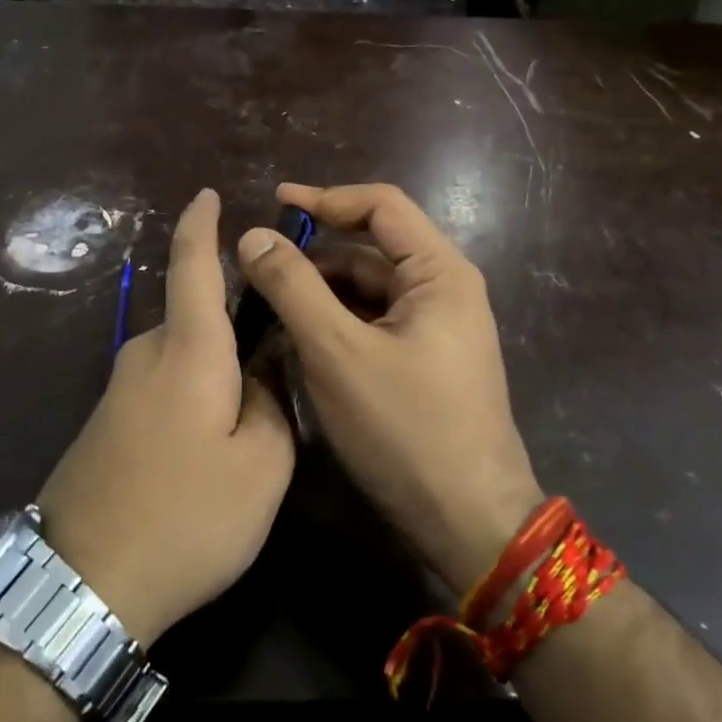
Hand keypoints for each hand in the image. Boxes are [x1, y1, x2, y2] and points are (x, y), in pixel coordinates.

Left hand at [39, 189, 293, 645]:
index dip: (201, 225)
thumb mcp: (262, 466)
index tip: (208, 194)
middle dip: (238, 330)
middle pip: (199, 318)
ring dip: (217, 372)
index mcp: (189, 350)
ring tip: (248, 423)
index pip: (193, 265)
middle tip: (280, 370)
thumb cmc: (187, 517)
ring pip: (183, 358)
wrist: (81, 584)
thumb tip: (263, 369)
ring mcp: (119, 390)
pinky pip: (162, 386)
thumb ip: (272, 402)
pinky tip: (208, 446)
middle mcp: (146, 355)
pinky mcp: (106, 422)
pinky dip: (193, 395)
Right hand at [236, 182, 542, 597]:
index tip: (273, 203)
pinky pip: (372, 325)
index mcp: (439, 273)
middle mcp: (444, 291)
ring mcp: (435, 330)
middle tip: (254, 268)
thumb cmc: (407, 429)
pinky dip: (334, 324)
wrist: (468, 523)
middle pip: (370, 250)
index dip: (325, 198)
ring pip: (367, 292)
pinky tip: (295, 340)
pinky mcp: (424, 362)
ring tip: (263, 305)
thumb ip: (293, 288)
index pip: (381, 206)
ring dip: (319, 292)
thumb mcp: (337, 352)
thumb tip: (252, 236)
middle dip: (313, 255)